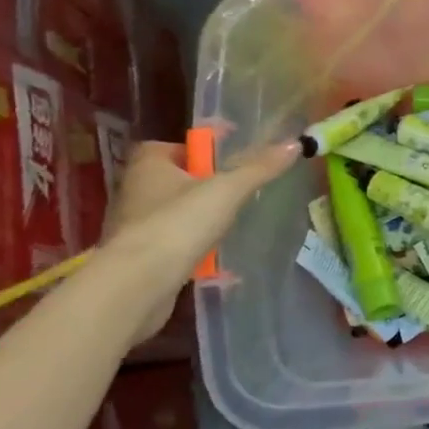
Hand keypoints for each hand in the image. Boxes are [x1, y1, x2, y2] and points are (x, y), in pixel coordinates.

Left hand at [100, 139, 300, 341]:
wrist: (137, 286)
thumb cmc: (178, 224)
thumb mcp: (227, 190)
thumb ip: (259, 167)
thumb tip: (295, 143)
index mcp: (148, 166)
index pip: (168, 146)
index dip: (195, 150)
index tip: (223, 159)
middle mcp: (134, 191)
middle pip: (171, 179)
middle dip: (199, 185)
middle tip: (233, 191)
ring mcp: (132, 227)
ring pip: (169, 213)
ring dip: (193, 217)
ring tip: (227, 223)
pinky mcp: (137, 259)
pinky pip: (168, 243)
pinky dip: (187, 246)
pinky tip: (210, 255)